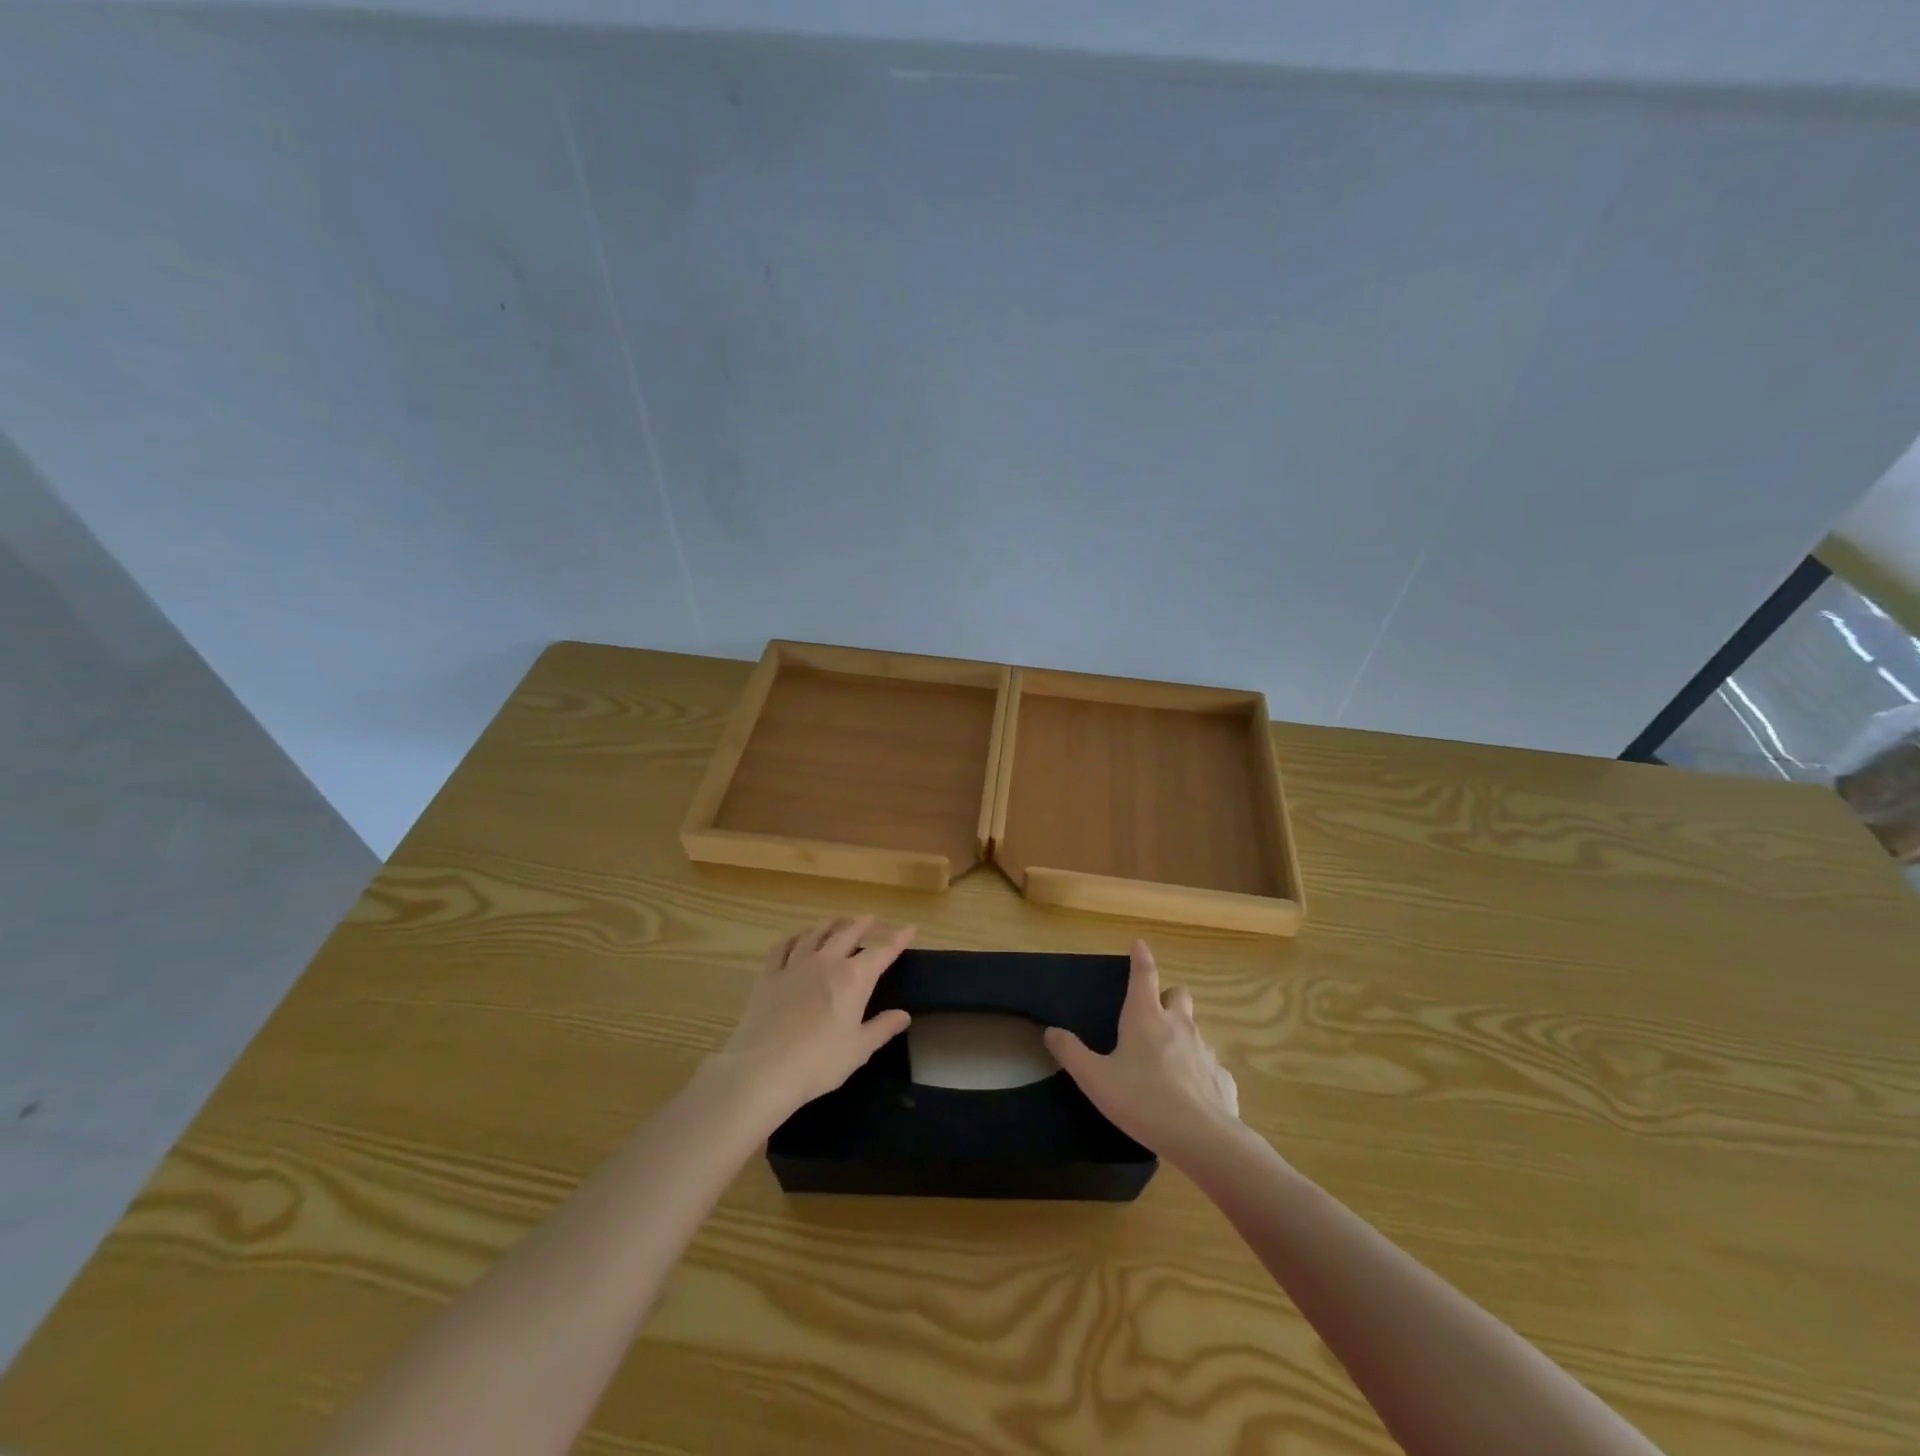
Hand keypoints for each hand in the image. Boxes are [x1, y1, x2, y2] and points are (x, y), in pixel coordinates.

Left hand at [717, 917, 915, 1115]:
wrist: (763, 1069)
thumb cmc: (819, 1063)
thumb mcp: (859, 1049)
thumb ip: (882, 1028)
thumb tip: (904, 1015)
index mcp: (853, 978)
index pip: (882, 950)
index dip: (898, 938)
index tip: (910, 928)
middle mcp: (826, 962)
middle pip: (848, 932)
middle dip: (863, 923)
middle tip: (872, 919)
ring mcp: (795, 965)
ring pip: (816, 933)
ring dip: (831, 924)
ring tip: (838, 921)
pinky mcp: (769, 975)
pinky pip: (783, 946)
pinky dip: (795, 937)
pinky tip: (798, 937)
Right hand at [1045, 940, 1238, 1159]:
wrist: (1202, 1138)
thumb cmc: (1142, 1099)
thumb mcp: (1095, 1078)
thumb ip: (1071, 1053)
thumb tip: (1052, 1031)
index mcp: (1145, 1017)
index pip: (1143, 974)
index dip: (1140, 957)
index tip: (1138, 943)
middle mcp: (1178, 1025)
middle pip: (1178, 995)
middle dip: (1167, 997)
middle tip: (1153, 1013)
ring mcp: (1204, 1051)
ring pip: (1194, 1031)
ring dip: (1182, 1037)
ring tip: (1166, 1063)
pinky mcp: (1222, 1079)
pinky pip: (1209, 1067)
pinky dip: (1199, 1073)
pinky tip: (1189, 1096)